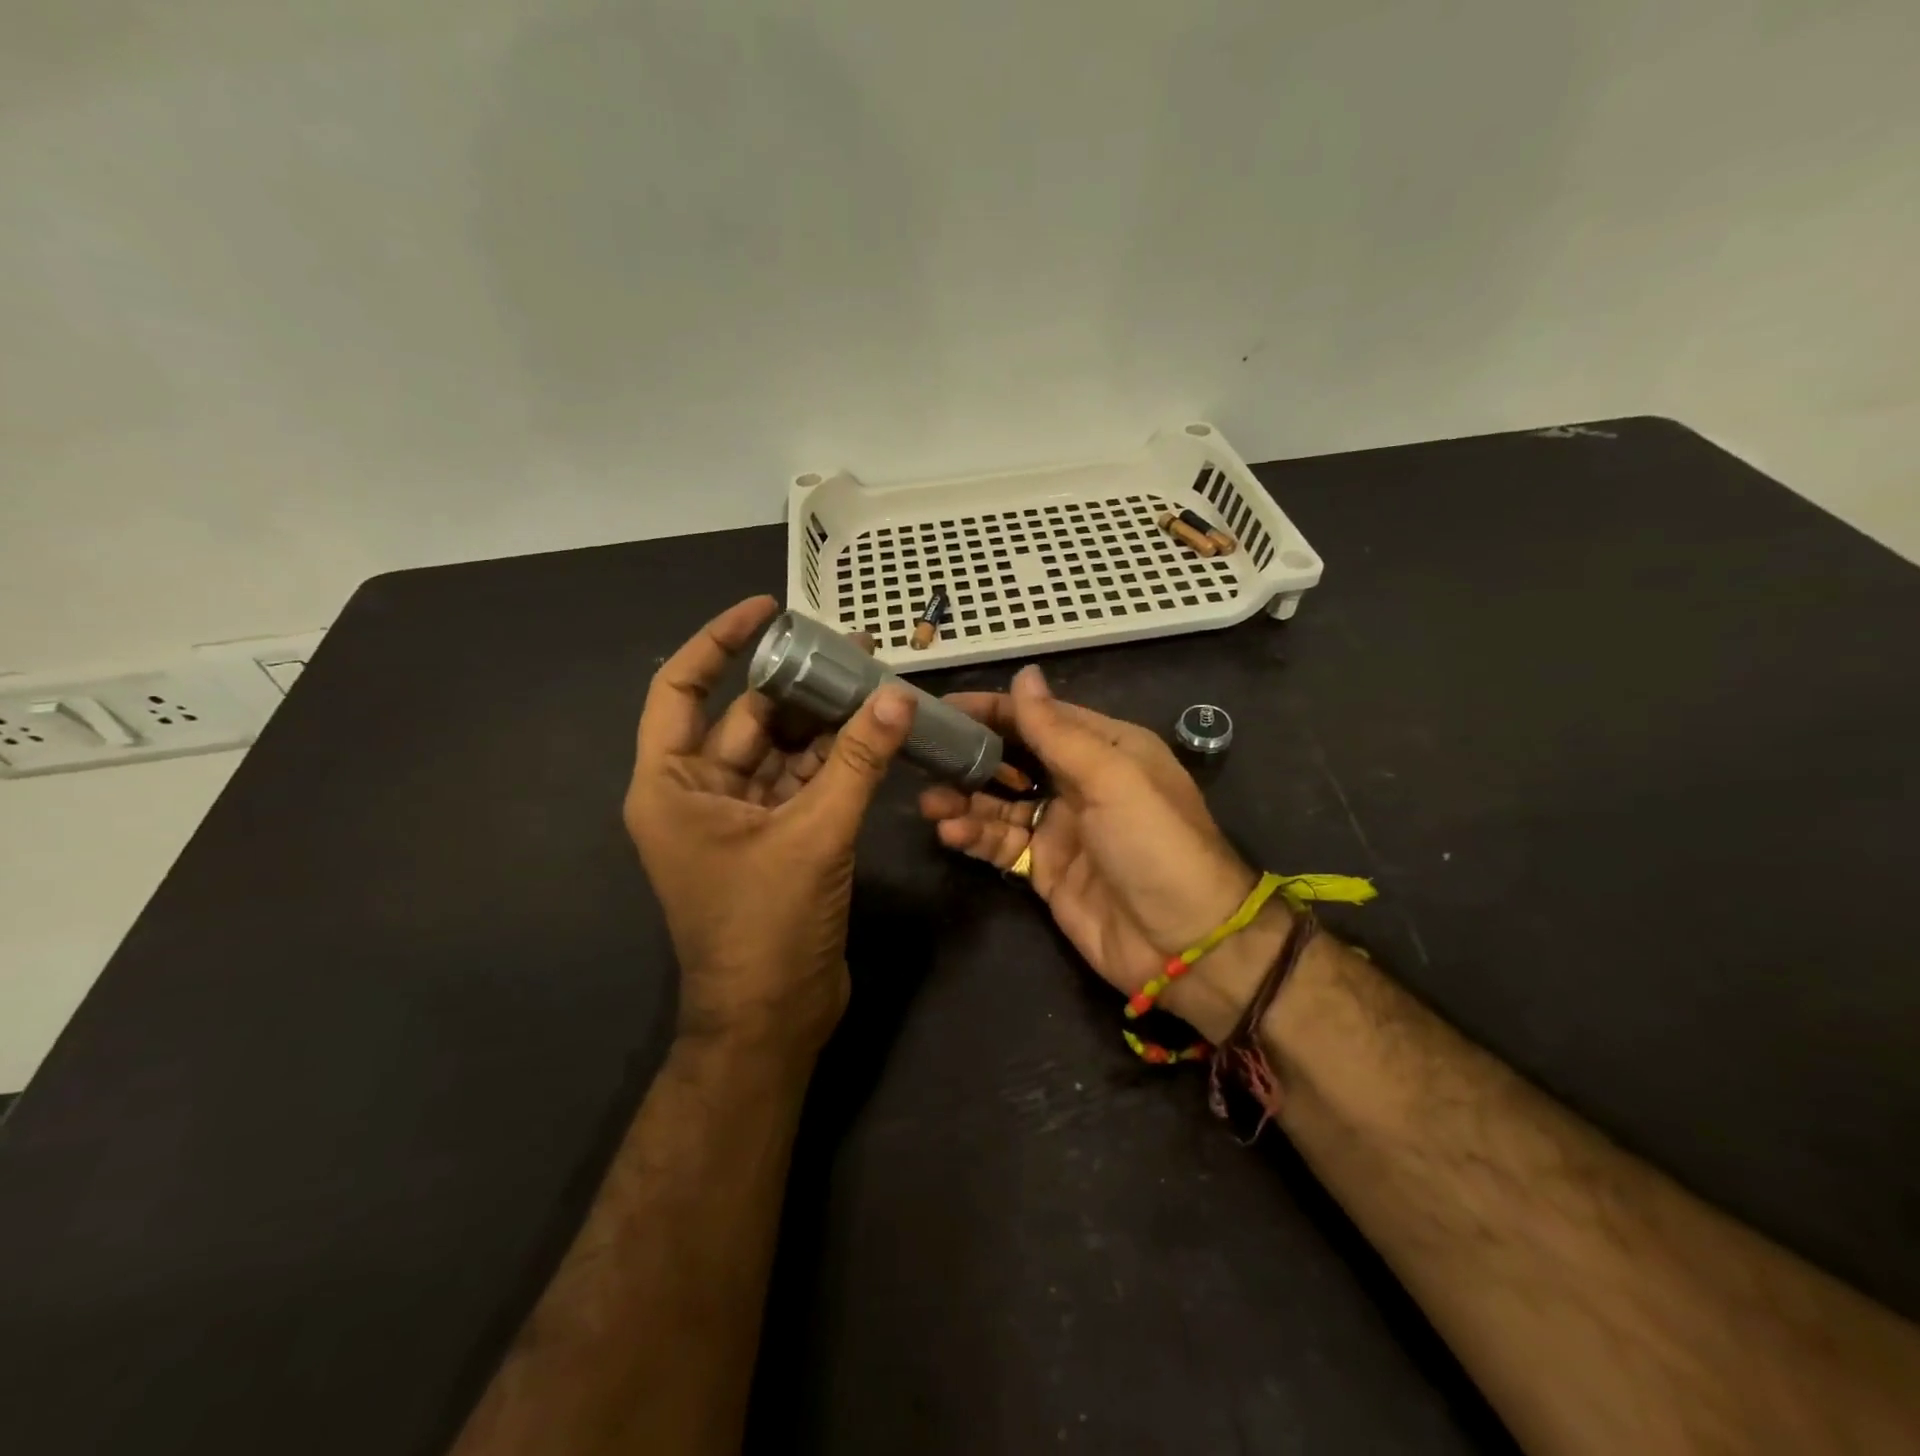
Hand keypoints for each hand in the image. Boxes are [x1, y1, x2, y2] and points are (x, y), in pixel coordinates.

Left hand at [625, 596, 916, 1056]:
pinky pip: (804, 783)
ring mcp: (738, 818)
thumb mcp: (814, 835)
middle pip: (746, 717)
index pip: (680, 688)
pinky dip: (836, 762)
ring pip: (782, 750)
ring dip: (825, 723)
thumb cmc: (767, 927)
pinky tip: (875, 736)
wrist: (774, 1019)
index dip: (719, 641)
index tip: (768, 610)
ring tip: (874, 684)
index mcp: (672, 785)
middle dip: (797, 684)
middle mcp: (697, 794)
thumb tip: (897, 696)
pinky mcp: (775, 840)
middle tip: (852, 648)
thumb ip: (856, 762)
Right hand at [919, 666, 1288, 1043]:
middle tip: (924, 757)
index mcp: (1105, 748)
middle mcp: (1080, 781)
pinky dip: (974, 836)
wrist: (1184, 943)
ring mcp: (1061, 827)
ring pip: (1000, 803)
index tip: (941, 708)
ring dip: (964, 799)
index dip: (992, 709)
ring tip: (930, 803)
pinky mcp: (1045, 870)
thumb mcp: (1112, 777)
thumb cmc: (1154, 844)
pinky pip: (1002, 844)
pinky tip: (949, 833)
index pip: (1039, 717)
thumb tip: (1024, 674)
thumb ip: (1059, 731)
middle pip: (1014, 758)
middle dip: (970, 757)